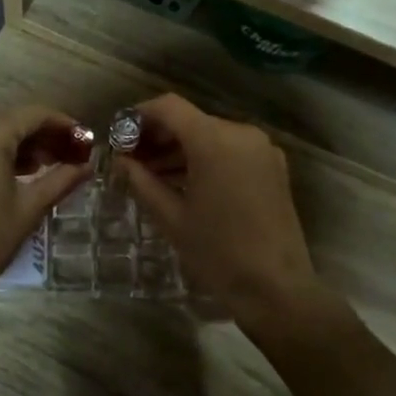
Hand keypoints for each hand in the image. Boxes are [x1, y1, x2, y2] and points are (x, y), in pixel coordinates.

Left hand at [0, 105, 92, 308]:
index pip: (35, 114)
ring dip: (17, 144)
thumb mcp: (29, 208)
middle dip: (41, 136)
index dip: (64, 125)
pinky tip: (10, 173)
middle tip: (68, 157)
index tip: (85, 141)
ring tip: (43, 168)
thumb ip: (61, 179)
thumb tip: (88, 165)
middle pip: (11, 120)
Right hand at [116, 94, 321, 328]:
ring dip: (180, 150)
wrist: (276, 288)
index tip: (119, 135)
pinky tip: (183, 183)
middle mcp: (241, 133)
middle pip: (190, 120)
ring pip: (210, 135)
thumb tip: (121, 161)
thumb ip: (142, 181)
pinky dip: (204, 159)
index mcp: (214, 141)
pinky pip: (230, 150)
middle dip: (158, 136)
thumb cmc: (218, 253)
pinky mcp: (272, 167)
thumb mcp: (171, 217)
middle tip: (130, 160)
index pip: (169, 107)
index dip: (140, 116)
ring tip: (151, 176)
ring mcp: (261, 149)